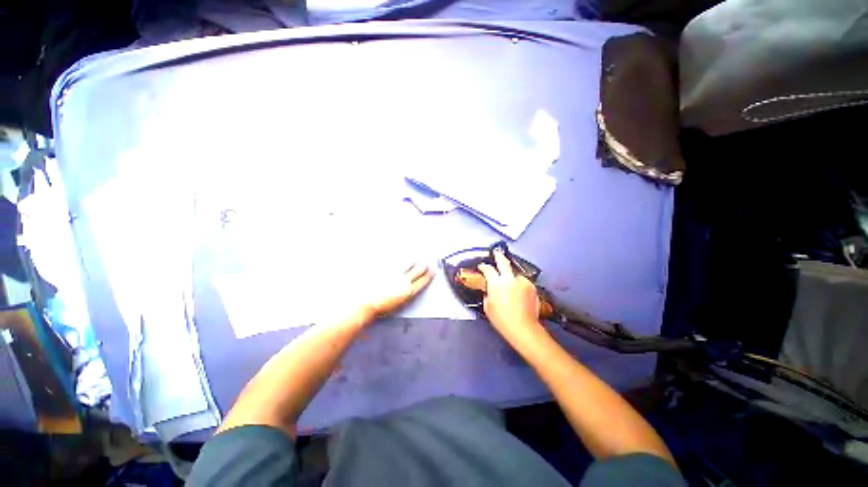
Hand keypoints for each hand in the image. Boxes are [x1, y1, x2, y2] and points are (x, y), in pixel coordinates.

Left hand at [361, 262, 433, 319]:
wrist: (365, 302)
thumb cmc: (378, 307)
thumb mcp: (397, 304)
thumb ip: (405, 294)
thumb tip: (409, 288)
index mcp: (408, 292)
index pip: (423, 281)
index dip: (428, 276)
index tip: (431, 272)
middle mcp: (404, 281)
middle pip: (418, 270)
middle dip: (423, 266)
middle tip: (426, 263)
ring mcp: (395, 273)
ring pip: (409, 264)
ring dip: (414, 261)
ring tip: (417, 259)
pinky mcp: (387, 268)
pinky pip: (397, 262)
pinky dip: (402, 260)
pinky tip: (403, 258)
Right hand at [478, 250, 546, 343]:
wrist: (523, 328)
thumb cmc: (502, 319)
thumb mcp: (488, 306)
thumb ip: (488, 294)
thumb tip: (490, 290)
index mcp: (496, 283)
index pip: (488, 269)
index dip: (483, 267)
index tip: (482, 267)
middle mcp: (510, 279)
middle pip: (503, 262)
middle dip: (498, 256)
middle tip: (496, 253)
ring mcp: (522, 282)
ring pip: (515, 274)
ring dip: (511, 277)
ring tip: (510, 285)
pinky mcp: (531, 288)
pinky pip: (522, 283)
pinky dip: (519, 285)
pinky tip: (518, 293)